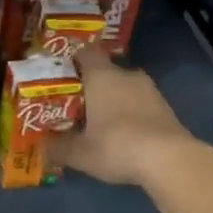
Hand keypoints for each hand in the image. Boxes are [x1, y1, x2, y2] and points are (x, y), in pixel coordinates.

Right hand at [50, 46, 200, 189]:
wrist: (170, 160)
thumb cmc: (116, 146)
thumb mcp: (79, 152)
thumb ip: (58, 147)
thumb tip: (42, 145)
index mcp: (102, 76)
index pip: (86, 53)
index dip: (73, 60)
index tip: (62, 74)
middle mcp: (127, 76)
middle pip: (106, 72)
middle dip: (93, 86)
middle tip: (78, 104)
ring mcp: (151, 91)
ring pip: (126, 89)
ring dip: (115, 101)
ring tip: (101, 122)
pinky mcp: (167, 109)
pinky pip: (142, 105)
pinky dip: (132, 114)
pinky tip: (125, 135)